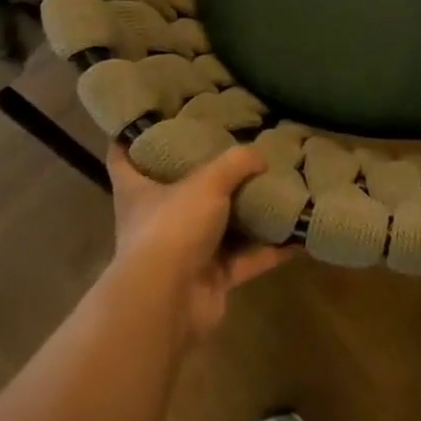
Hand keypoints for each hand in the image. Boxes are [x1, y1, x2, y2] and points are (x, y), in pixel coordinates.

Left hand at [106, 144, 289, 339]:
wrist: (168, 303)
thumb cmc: (172, 227)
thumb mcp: (207, 182)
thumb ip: (235, 163)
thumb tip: (260, 155)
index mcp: (137, 191)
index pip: (122, 156)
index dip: (131, 136)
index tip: (148, 117)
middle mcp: (156, 220)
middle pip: (177, 190)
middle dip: (204, 174)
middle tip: (232, 147)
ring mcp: (182, 252)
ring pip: (218, 226)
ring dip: (244, 213)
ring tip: (274, 185)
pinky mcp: (209, 279)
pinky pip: (245, 259)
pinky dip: (269, 249)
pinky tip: (297, 233)